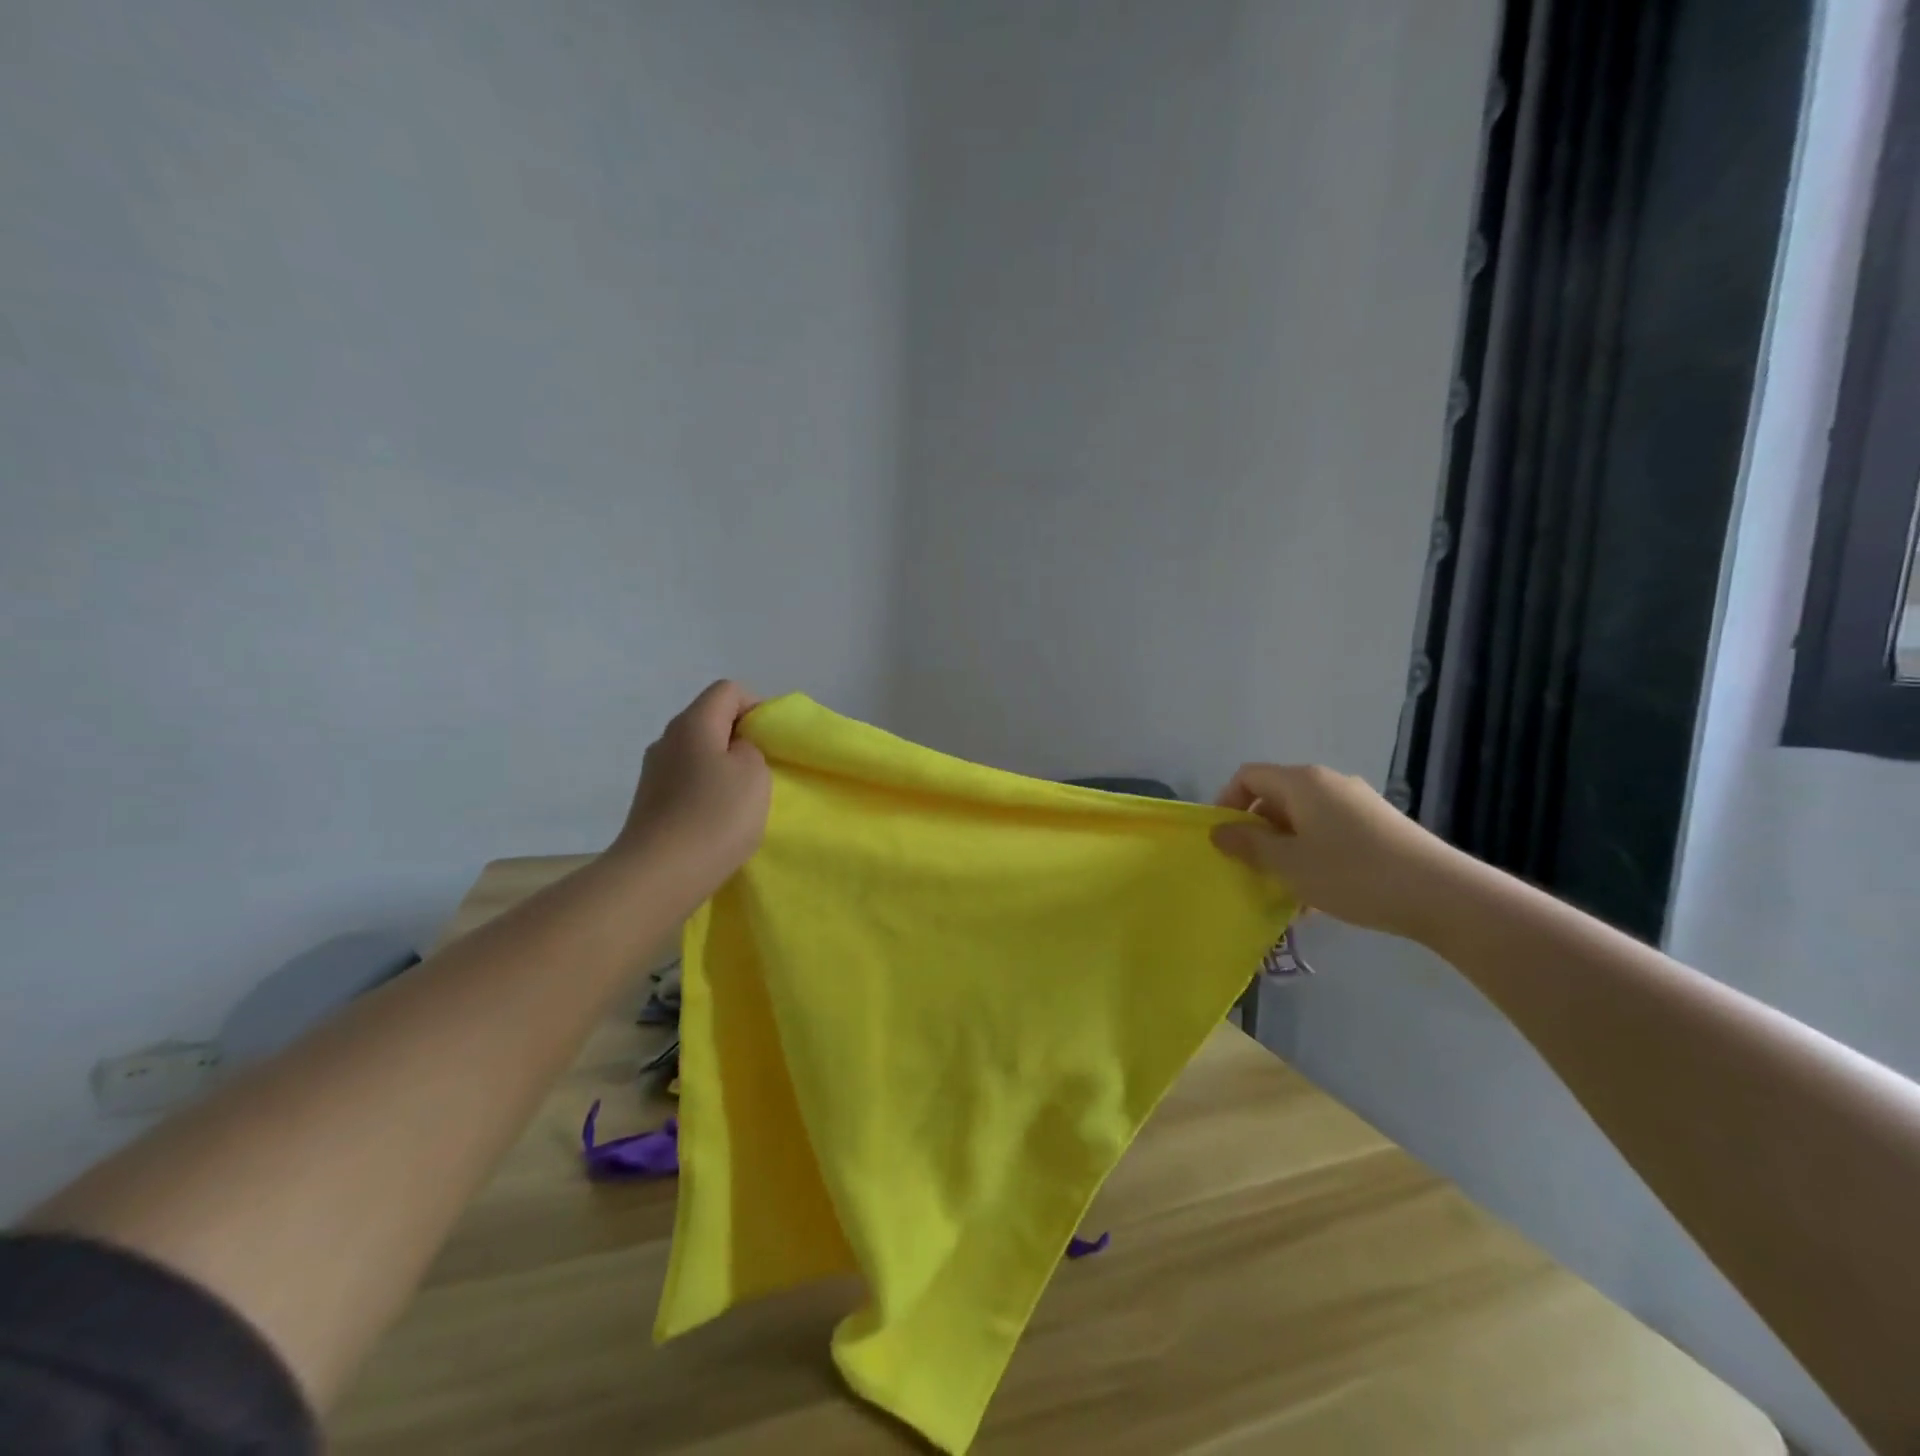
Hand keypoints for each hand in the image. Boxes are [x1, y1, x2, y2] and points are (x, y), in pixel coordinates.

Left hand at [614, 680, 771, 897]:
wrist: (659, 875)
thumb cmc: (715, 816)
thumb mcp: (754, 773)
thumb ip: (750, 749)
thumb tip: (733, 752)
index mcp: (692, 723)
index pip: (728, 690)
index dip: (757, 707)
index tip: (772, 741)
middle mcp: (666, 739)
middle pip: (710, 720)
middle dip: (740, 739)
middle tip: (763, 770)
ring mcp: (653, 772)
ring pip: (698, 753)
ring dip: (723, 768)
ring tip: (741, 800)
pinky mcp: (649, 802)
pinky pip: (686, 781)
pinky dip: (706, 791)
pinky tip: (717, 820)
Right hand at [1210, 764, 1472, 944]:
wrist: (1441, 895)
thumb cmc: (1352, 873)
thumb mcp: (1288, 863)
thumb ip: (1248, 845)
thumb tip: (1219, 831)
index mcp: (1302, 782)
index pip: (1248, 776)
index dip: (1227, 802)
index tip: (1223, 839)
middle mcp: (1329, 783)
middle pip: (1276, 797)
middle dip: (1257, 832)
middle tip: (1250, 868)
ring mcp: (1358, 803)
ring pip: (1303, 820)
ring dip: (1284, 849)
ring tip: (1283, 889)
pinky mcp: (1379, 826)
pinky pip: (1329, 833)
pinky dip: (1313, 855)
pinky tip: (1318, 896)